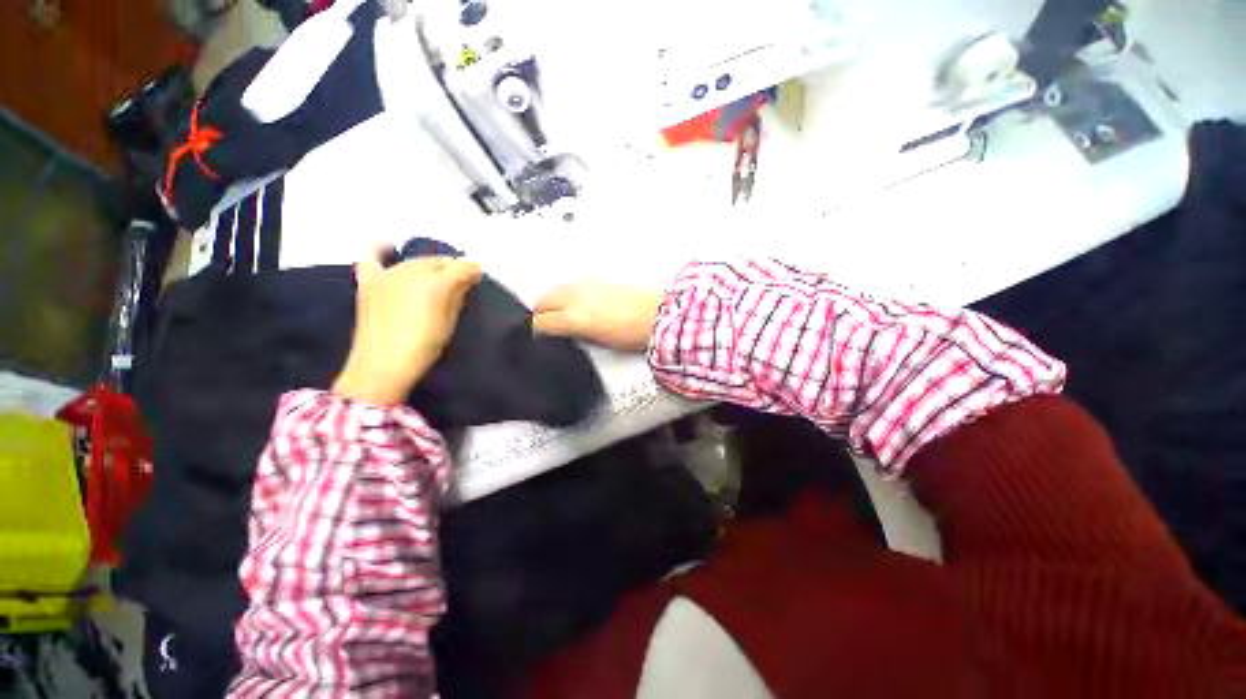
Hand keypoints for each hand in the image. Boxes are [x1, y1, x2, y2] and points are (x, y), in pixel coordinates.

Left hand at [333, 253, 482, 405]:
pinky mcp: (369, 284)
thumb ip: (457, 297)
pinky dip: (380, 250)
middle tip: (462, 280)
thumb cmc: (423, 346)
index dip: (473, 270)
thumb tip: (465, 281)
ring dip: (429, 265)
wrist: (381, 367)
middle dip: (452, 267)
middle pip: (437, 261)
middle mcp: (411, 271)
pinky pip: (372, 259)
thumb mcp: (449, 322)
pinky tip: (386, 244)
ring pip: (414, 261)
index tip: (479, 276)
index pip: (461, 266)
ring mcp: (387, 275)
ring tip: (437, 277)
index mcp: (435, 283)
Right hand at [532, 282, 662, 352]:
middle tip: (545, 326)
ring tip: (558, 313)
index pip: (540, 322)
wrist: (657, 314)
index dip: (536, 331)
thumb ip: (574, 334)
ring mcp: (584, 284)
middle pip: (542, 301)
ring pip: (555, 290)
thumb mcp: (598, 341)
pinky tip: (575, 301)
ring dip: (551, 301)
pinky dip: (566, 293)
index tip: (539, 337)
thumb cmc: (631, 332)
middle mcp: (574, 296)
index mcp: (574, 317)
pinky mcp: (596, 278)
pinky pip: (571, 284)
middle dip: (540, 313)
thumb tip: (559, 333)